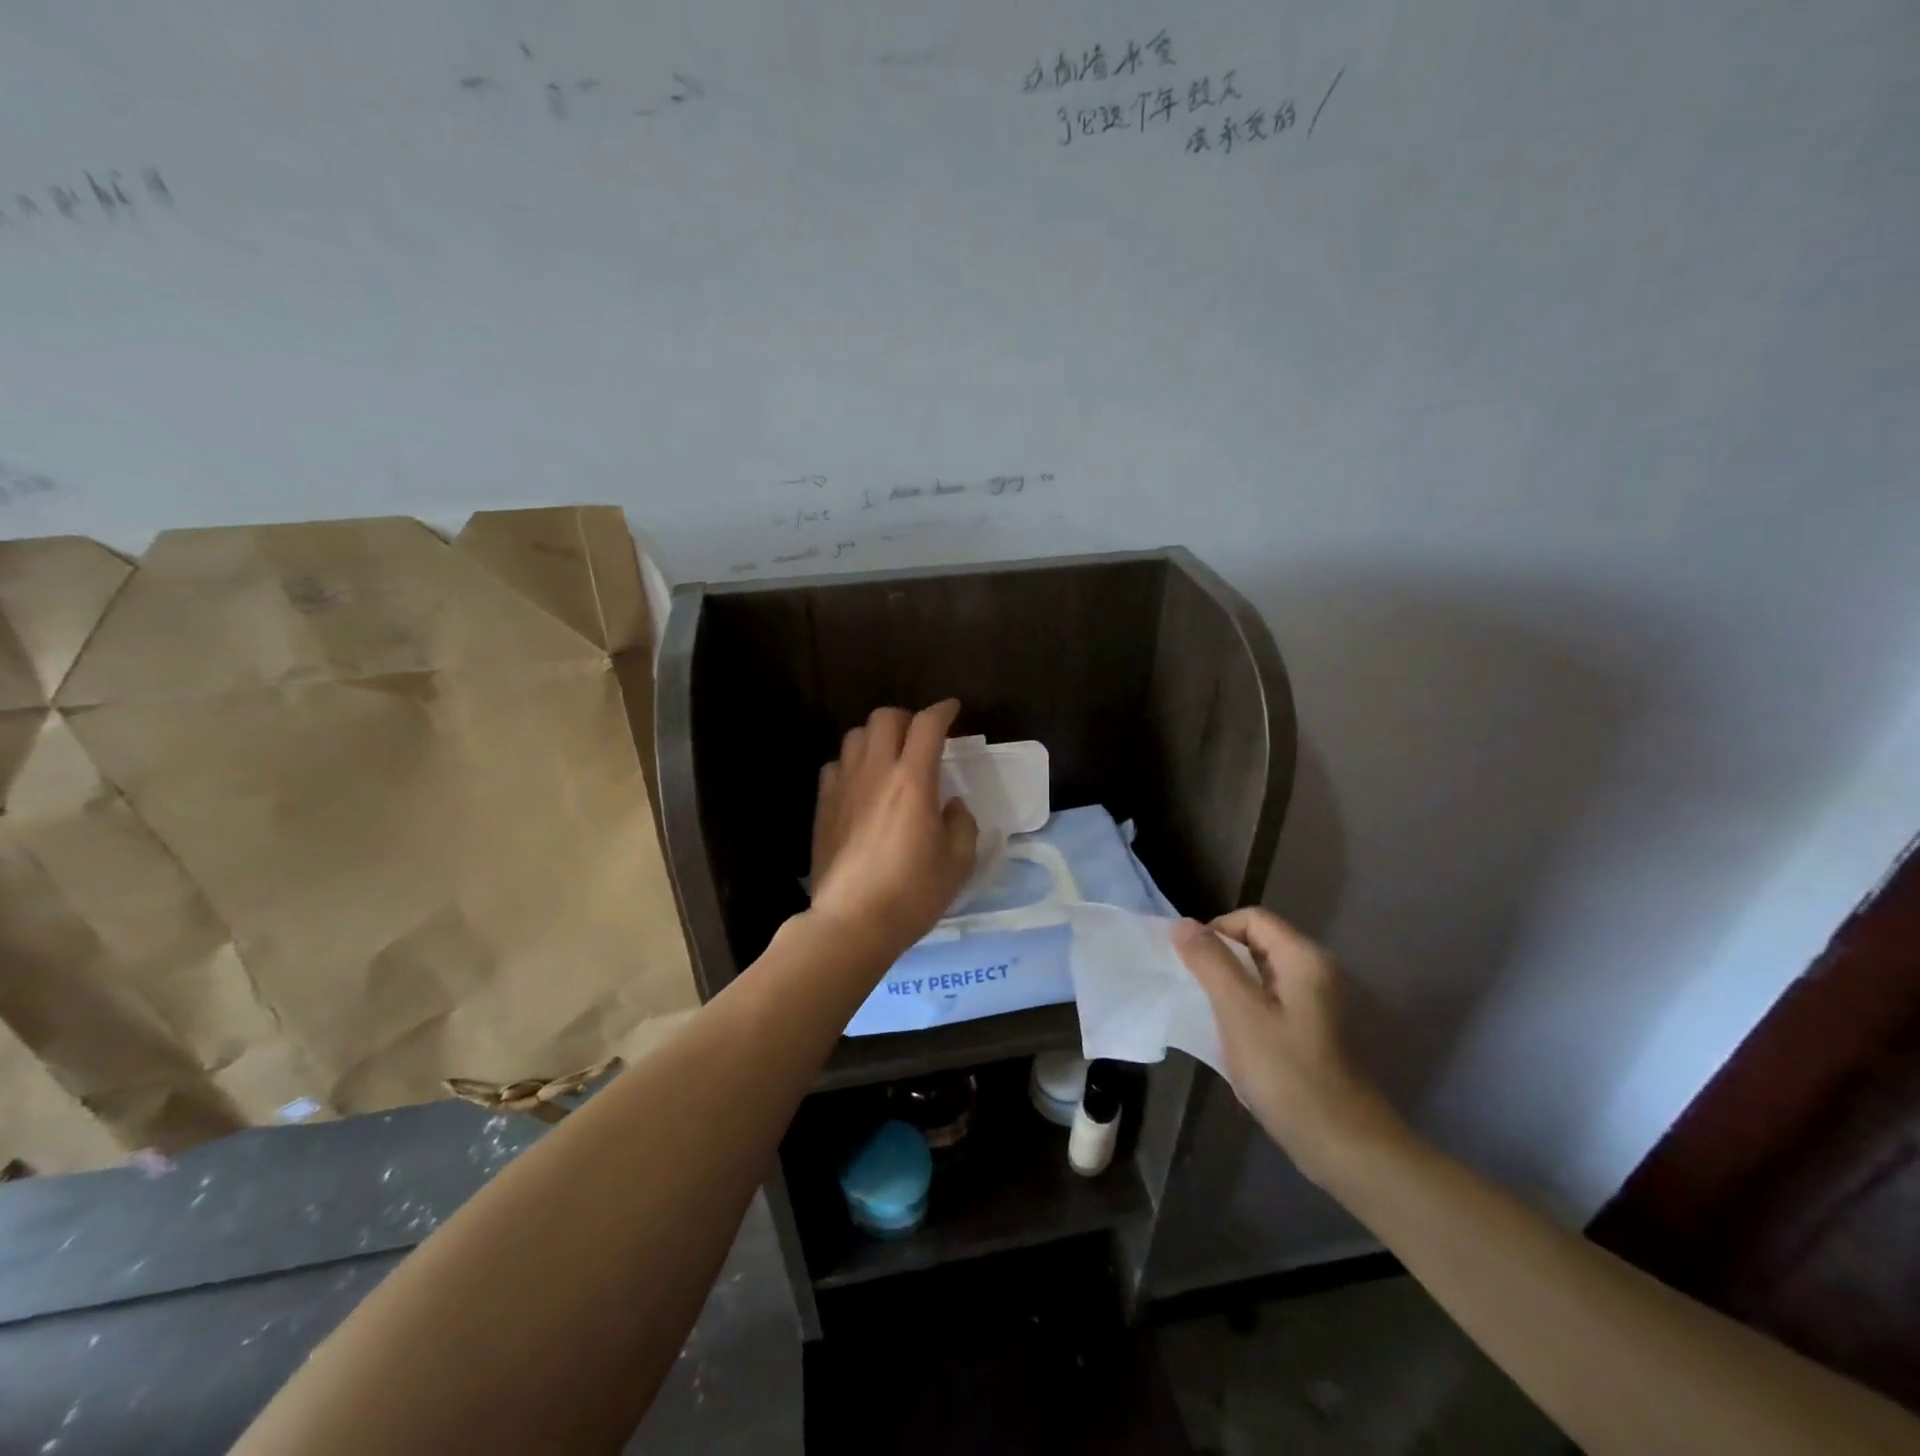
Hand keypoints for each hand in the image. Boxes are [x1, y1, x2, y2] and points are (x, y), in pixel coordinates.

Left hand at [809, 701, 979, 959]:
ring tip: (889, 758)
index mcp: (913, 780)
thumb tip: (951, 805)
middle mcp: (876, 771)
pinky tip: (860, 785)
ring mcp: (843, 786)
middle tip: (920, 739)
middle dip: (907, 718)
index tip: (952, 710)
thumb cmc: (912, 893)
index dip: (943, 710)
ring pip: (855, 736)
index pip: (927, 725)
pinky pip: (835, 765)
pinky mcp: (823, 805)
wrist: (852, 922)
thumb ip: (961, 824)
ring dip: (876, 738)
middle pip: (885, 717)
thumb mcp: (958, 862)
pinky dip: (851, 764)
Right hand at [1173, 908, 1404, 1184]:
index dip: (1216, 932)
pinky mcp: (1316, 1030)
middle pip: (1258, 943)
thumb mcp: (1238, 1012)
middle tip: (1198, 994)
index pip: (1251, 918)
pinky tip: (1238, 1041)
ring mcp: (1320, 1002)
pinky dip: (1249, 1009)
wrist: (1343, 1145)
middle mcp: (1317, 970)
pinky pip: (1273, 1001)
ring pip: (1263, 974)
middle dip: (1222, 961)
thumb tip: (1182, 923)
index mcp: (1304, 958)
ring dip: (1232, 988)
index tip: (1193, 967)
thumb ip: (1209, 962)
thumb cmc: (1286, 1072)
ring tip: (1214, 1018)